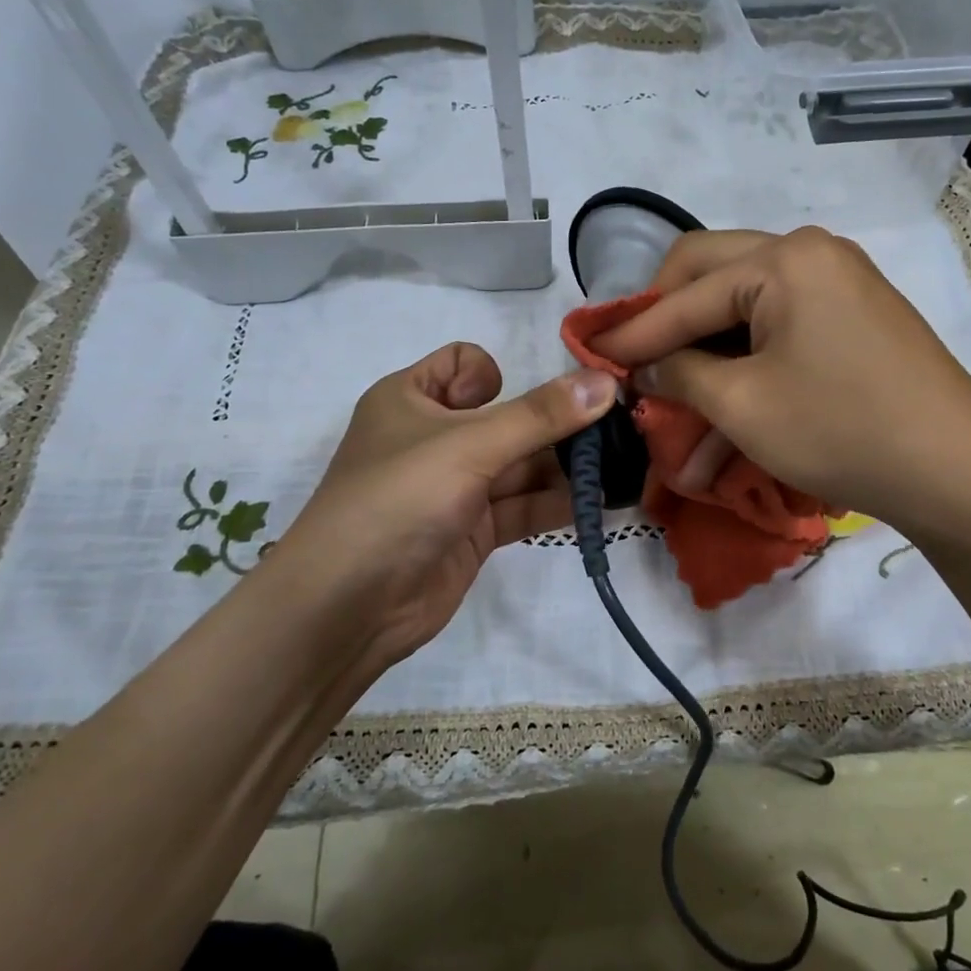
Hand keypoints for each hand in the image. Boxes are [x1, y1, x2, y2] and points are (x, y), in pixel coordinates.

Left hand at [268, 343, 615, 680]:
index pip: (462, 365)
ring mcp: (455, 487)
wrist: (348, 606)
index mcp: (412, 399)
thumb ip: (540, 416)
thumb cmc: (398, 499)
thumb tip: (605, 382)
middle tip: (617, 432)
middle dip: (556, 424)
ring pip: (520, 465)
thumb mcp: (469, 446)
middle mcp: (435, 438)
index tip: (518, 403)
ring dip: (566, 467)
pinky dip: (558, 504)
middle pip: (507, 417)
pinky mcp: (473, 531)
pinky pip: (523, 506)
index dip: (494, 377)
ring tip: (622, 468)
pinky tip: (601, 504)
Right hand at [592, 227, 970, 543]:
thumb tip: (647, 364)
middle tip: (634, 357)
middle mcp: (812, 252)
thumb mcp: (743, 406)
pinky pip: (780, 323)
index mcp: (784, 258)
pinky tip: (724, 393)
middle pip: (712, 273)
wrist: (957, 473)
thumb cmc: (842, 432)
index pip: (686, 293)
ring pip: (745, 302)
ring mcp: (839, 280)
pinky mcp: (854, 313)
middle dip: (667, 319)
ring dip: (706, 344)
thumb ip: (680, 373)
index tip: (592, 355)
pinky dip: (745, 355)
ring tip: (673, 390)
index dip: (634, 331)